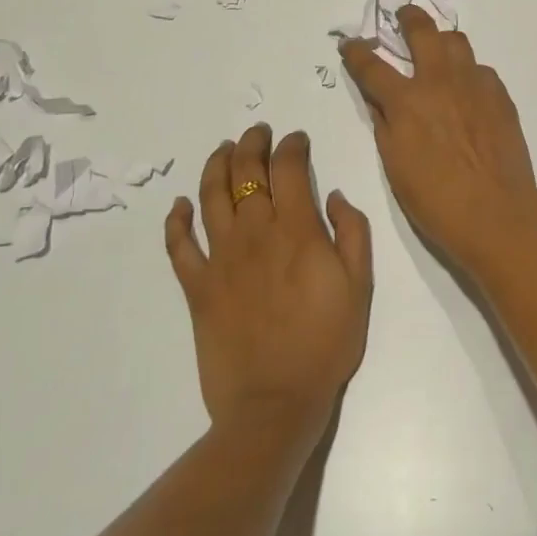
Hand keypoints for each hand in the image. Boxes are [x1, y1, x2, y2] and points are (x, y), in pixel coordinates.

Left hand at [165, 126, 372, 445]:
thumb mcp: (360, 284)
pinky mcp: (197, 287)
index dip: (292, 145)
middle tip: (258, 132)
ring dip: (216, 166)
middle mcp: (255, 234)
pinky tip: (179, 204)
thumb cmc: (326, 343)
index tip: (297, 139)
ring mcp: (221, 259)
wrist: (275, 403)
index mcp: (297, 230)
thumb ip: (352, 232)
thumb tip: (333, 194)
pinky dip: (176, 220)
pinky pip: (179, 246)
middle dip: (252, 143)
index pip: (289, 168)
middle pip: (246, 172)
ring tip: (223, 150)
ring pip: (210, 197)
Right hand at [341, 7, 536, 279]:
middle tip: (404, 15)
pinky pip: (480, 69)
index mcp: (407, 101)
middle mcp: (440, 82)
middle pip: (422, 31)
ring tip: (438, 51)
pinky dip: (468, 72)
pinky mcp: (500, 94)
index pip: (372, 66)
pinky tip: (467, 90)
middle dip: (408, 18)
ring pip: (457, 42)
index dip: (357, 52)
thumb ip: (385, 124)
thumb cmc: (436, 199)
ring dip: (442, 41)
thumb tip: (380, 101)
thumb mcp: (395, 165)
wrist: (496, 212)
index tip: (350, 44)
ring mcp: (474, 84)